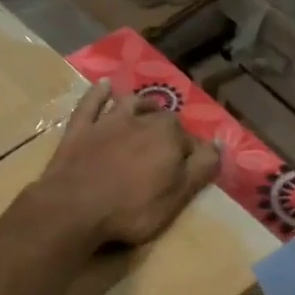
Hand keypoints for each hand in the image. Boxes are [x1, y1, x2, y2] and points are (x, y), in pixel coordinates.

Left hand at [29, 80, 220, 249]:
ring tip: (150, 110)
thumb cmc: (131, 209)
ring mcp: (107, 121)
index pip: (192, 141)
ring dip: (143, 104)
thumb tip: (220, 145)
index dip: (193, 156)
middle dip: (170, 129)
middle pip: (164, 118)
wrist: (74, 208)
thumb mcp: (177, 197)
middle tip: (170, 148)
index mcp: (169, 136)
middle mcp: (142, 120)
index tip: (191, 171)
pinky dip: (99, 93)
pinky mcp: (80, 128)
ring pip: (131, 103)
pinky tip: (105, 85)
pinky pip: (92, 102)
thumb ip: (202, 169)